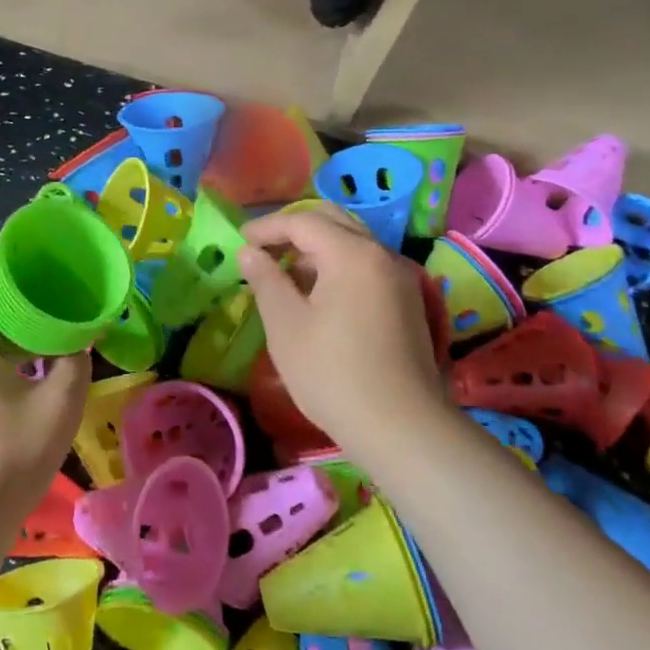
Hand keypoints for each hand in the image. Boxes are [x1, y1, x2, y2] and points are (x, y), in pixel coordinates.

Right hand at [239, 206, 443, 453]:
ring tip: (285, 274)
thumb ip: (265, 280)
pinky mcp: (408, 301)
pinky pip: (366, 265)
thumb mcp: (286, 325)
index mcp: (352, 253)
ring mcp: (401, 277)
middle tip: (262, 249)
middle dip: (294, 229)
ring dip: (316, 248)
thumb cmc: (334, 374)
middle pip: (333, 222)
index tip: (240, 243)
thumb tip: (250, 253)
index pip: (302, 221)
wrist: (403, 428)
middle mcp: (381, 254)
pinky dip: (338, 266)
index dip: (267, 227)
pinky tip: (318, 295)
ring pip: (352, 243)